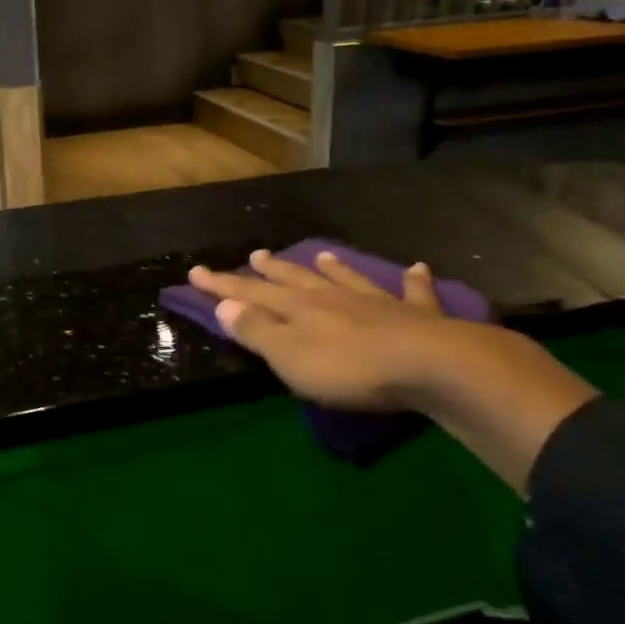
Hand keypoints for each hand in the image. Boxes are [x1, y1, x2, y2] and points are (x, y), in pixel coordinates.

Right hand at [188, 249, 457, 413]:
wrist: (429, 365)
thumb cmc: (349, 368)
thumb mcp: (290, 356)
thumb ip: (257, 330)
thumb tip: (224, 306)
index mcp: (298, 309)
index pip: (250, 294)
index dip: (221, 285)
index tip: (195, 272)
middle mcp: (333, 298)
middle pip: (296, 280)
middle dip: (272, 270)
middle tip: (255, 255)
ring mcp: (376, 302)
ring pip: (346, 279)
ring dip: (332, 268)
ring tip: (320, 255)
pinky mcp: (416, 316)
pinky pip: (413, 292)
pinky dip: (412, 281)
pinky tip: (417, 268)